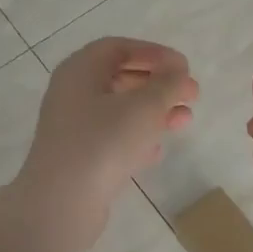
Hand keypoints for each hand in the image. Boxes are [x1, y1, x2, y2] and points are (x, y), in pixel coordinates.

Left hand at [18, 38, 197, 247]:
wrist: (61, 203)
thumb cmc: (102, 142)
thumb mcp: (144, 107)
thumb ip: (167, 85)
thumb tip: (178, 72)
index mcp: (80, 71)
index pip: (118, 48)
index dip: (153, 53)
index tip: (182, 67)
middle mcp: (72, 94)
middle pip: (120, 78)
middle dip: (158, 85)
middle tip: (191, 95)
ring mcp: (72, 128)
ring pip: (119, 111)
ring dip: (153, 112)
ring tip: (184, 122)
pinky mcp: (78, 158)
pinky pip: (112, 139)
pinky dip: (137, 139)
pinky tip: (156, 151)